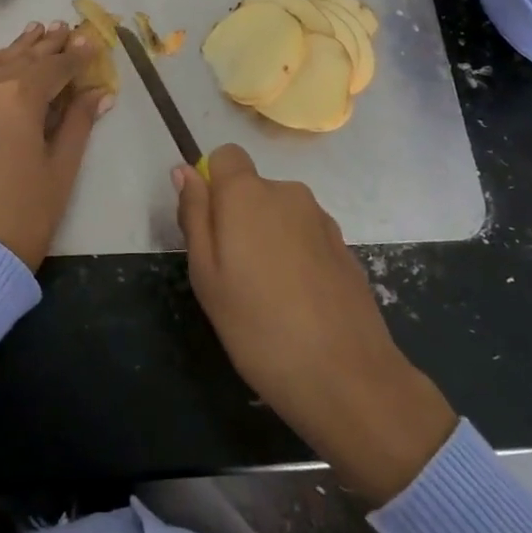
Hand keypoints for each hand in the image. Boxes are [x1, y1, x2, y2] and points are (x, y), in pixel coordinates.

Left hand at [0, 22, 112, 270]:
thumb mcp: (61, 166)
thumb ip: (78, 120)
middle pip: (21, 59)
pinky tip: (1, 66)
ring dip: (16, 51)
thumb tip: (99, 92)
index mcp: (16, 98)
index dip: (75, 56)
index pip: (53, 67)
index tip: (91, 41)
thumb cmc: (26, 213)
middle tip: (64, 29)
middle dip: (46, 45)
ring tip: (35, 33)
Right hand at [175, 145, 457, 503]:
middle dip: (239, 217)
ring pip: (280, 214)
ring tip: (268, 295)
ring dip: (269, 238)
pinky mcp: (345, 247)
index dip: (212, 184)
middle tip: (232, 274)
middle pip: (253, 188)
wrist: (347, 377)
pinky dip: (296, 257)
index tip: (210, 229)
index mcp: (248, 193)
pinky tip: (298, 302)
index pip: (225, 156)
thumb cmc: (258, 326)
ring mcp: (322, 219)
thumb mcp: (206, 275)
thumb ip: (194, 215)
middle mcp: (288, 193)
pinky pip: (305, 237)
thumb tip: (184, 171)